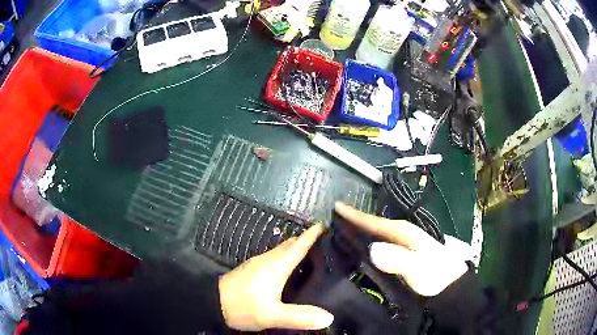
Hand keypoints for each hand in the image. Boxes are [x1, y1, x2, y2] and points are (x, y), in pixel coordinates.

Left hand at [218, 223, 333, 330]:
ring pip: (280, 251)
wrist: (210, 302)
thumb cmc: (242, 306)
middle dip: (306, 240)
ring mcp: (256, 264)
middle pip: (289, 245)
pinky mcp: (250, 270)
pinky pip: (273, 257)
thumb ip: (300, 317)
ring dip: (295, 248)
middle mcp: (266, 260)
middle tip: (325, 241)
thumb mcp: (272, 316)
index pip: (297, 246)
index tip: (325, 223)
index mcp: (275, 266)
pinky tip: (288, 267)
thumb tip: (329, 317)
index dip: (312, 235)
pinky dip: (285, 257)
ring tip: (311, 253)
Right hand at [335, 202, 468, 296]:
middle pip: (375, 225)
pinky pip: (382, 245)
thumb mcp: (417, 267)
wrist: (450, 288)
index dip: (356, 215)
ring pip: (378, 235)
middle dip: (355, 221)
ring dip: (361, 232)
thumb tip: (372, 249)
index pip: (376, 221)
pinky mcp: (404, 256)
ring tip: (342, 233)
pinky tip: (362, 251)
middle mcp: (404, 235)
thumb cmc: (435, 276)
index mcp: (404, 232)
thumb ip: (397, 258)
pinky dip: (370, 244)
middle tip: (334, 220)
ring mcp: (405, 245)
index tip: (336, 206)